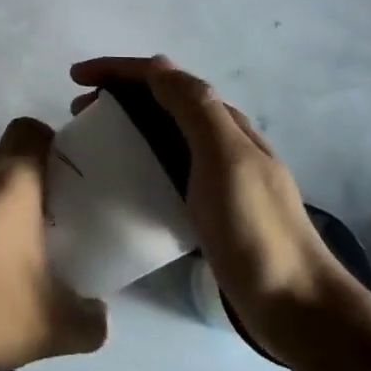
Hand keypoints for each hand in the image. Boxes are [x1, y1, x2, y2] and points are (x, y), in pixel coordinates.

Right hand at [70, 55, 347, 355]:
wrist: (295, 305)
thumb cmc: (254, 228)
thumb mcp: (225, 159)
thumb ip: (194, 108)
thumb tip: (157, 64)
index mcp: (224, 124)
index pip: (164, 79)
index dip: (118, 70)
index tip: (75, 77)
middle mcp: (221, 142)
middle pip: (161, 102)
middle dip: (117, 94)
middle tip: (77, 112)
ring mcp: (217, 176)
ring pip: (163, 134)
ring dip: (125, 124)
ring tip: (92, 139)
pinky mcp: (209, 209)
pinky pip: (166, 168)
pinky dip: (139, 159)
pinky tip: (123, 179)